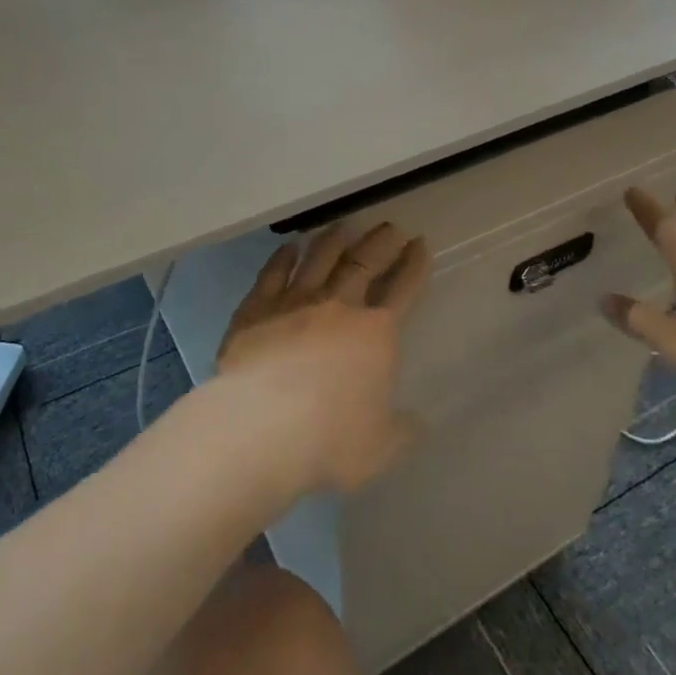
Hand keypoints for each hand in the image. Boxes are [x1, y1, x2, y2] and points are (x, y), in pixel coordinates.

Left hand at [216, 222, 430, 493]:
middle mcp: (337, 306)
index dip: (414, 265)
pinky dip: (282, 258)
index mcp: (375, 333)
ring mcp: (294, 302)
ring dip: (333, 240)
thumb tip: (418, 424)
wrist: (261, 426)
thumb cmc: (329, 439)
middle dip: (380, 242)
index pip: (403, 289)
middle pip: (363, 262)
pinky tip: (289, 247)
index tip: (420, 244)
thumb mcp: (381, 447)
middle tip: (390, 227)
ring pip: (318, 259)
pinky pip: (272, 274)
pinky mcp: (255, 309)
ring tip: (342, 227)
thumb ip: (401, 432)